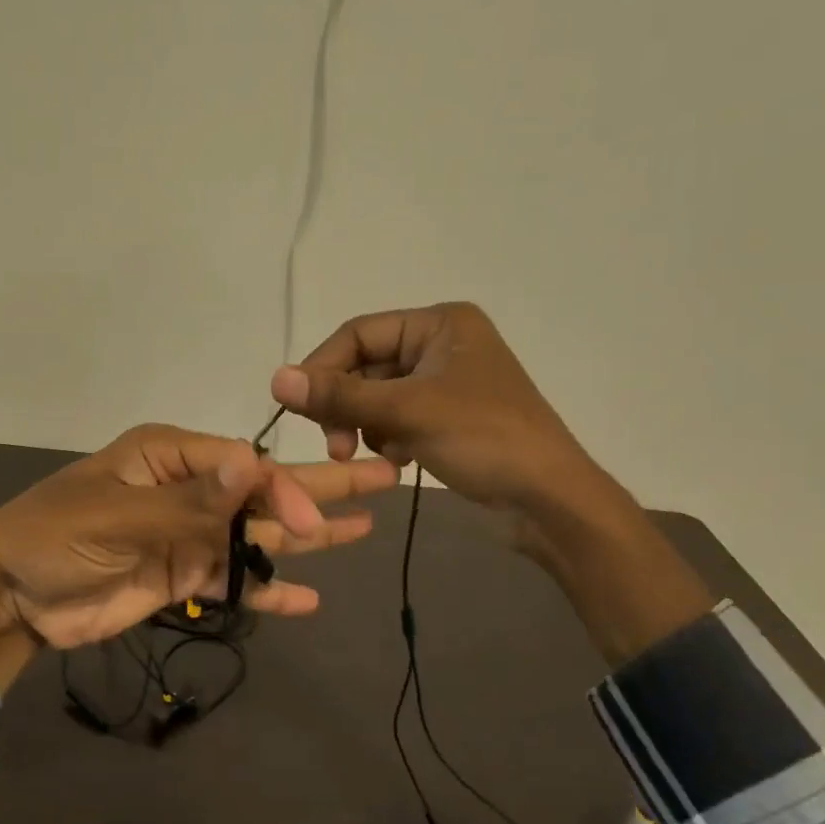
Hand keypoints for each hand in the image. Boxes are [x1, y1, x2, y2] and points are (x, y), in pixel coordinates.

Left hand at [0, 424, 397, 690]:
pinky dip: (270, 592)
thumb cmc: (55, 536)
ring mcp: (191, 535)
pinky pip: (237, 582)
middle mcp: (190, 490)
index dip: (282, 490)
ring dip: (309, 536)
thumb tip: (255, 464)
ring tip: (364, 528)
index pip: (244, 468)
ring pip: (260, 536)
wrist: (11, 596)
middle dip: (322, 487)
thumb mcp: (119, 512)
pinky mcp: (185, 577)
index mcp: (172, 457)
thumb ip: (191, 499)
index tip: (308, 521)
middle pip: (265, 490)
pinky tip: (310, 599)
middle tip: (386, 476)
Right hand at [272, 303, 714, 661]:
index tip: (298, 407)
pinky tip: (397, 461)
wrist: (549, 501)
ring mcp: (445, 383)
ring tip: (363, 455)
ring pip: (377, 396)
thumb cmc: (484, 439)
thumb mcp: (407, 412)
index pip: (359, 333)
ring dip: (363, 425)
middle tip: (335, 446)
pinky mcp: (447, 418)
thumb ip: (340, 395)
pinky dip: (386, 438)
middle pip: (366, 366)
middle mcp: (441, 344)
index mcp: (440, 323)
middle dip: (345, 405)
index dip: (323, 367)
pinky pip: (396, 418)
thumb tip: (275, 378)